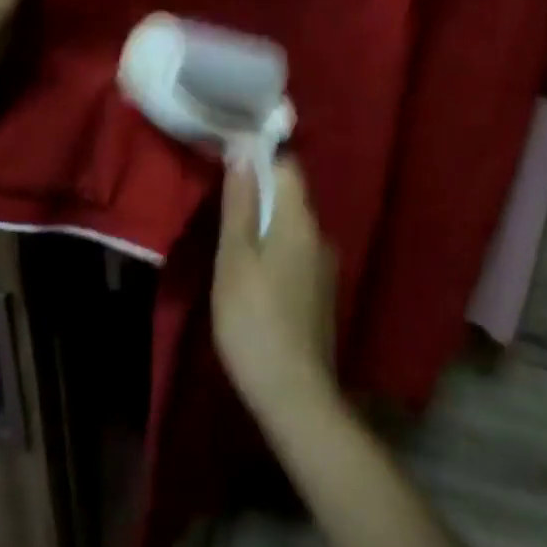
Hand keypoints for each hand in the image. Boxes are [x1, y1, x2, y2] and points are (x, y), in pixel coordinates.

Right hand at [212, 156, 339, 425]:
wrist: (295, 395)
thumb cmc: (254, 320)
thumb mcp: (235, 259)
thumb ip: (239, 205)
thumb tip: (243, 152)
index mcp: (299, 220)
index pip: (287, 166)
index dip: (260, 158)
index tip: (230, 161)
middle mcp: (319, 234)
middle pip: (290, 197)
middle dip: (259, 193)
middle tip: (222, 204)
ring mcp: (325, 266)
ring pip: (292, 227)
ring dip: (265, 225)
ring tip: (232, 240)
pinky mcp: (322, 293)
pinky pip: (297, 253)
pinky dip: (275, 251)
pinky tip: (254, 275)